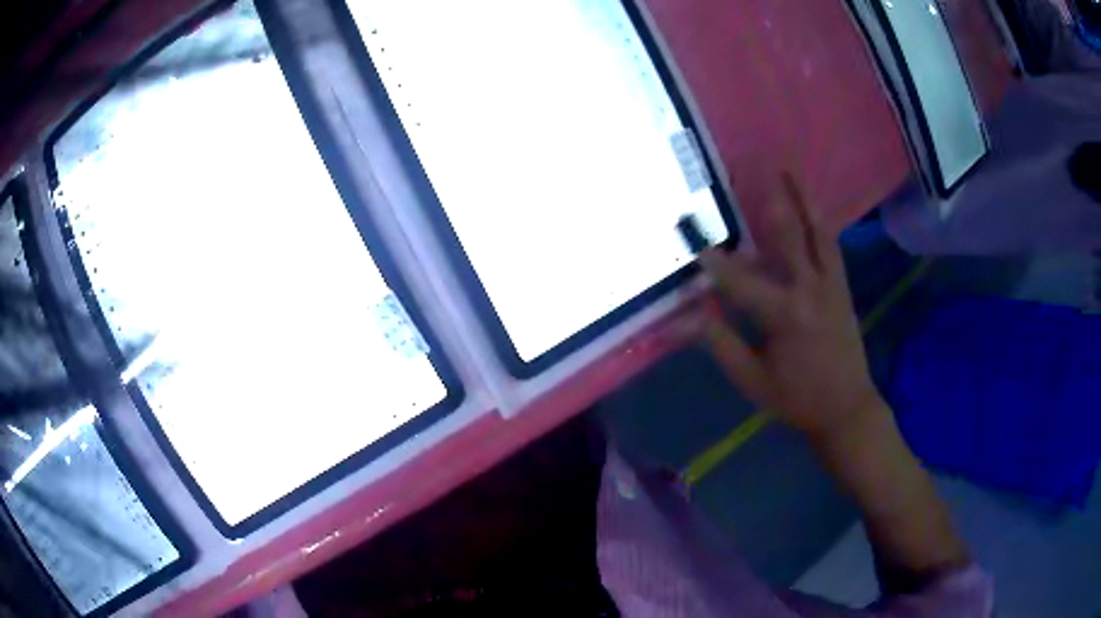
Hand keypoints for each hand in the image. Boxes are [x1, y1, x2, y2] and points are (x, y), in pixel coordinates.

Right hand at [695, 174, 882, 438]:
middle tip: (754, 167)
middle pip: (787, 235)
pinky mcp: (843, 288)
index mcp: (784, 315)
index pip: (740, 280)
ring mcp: (831, 285)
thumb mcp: (752, 380)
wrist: (847, 408)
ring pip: (816, 232)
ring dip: (802, 199)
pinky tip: (813, 208)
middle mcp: (810, 289)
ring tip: (790, 170)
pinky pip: (831, 247)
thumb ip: (721, 344)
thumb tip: (687, 317)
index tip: (693, 234)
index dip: (713, 259)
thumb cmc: (797, 398)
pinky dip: (820, 223)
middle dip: (769, 200)